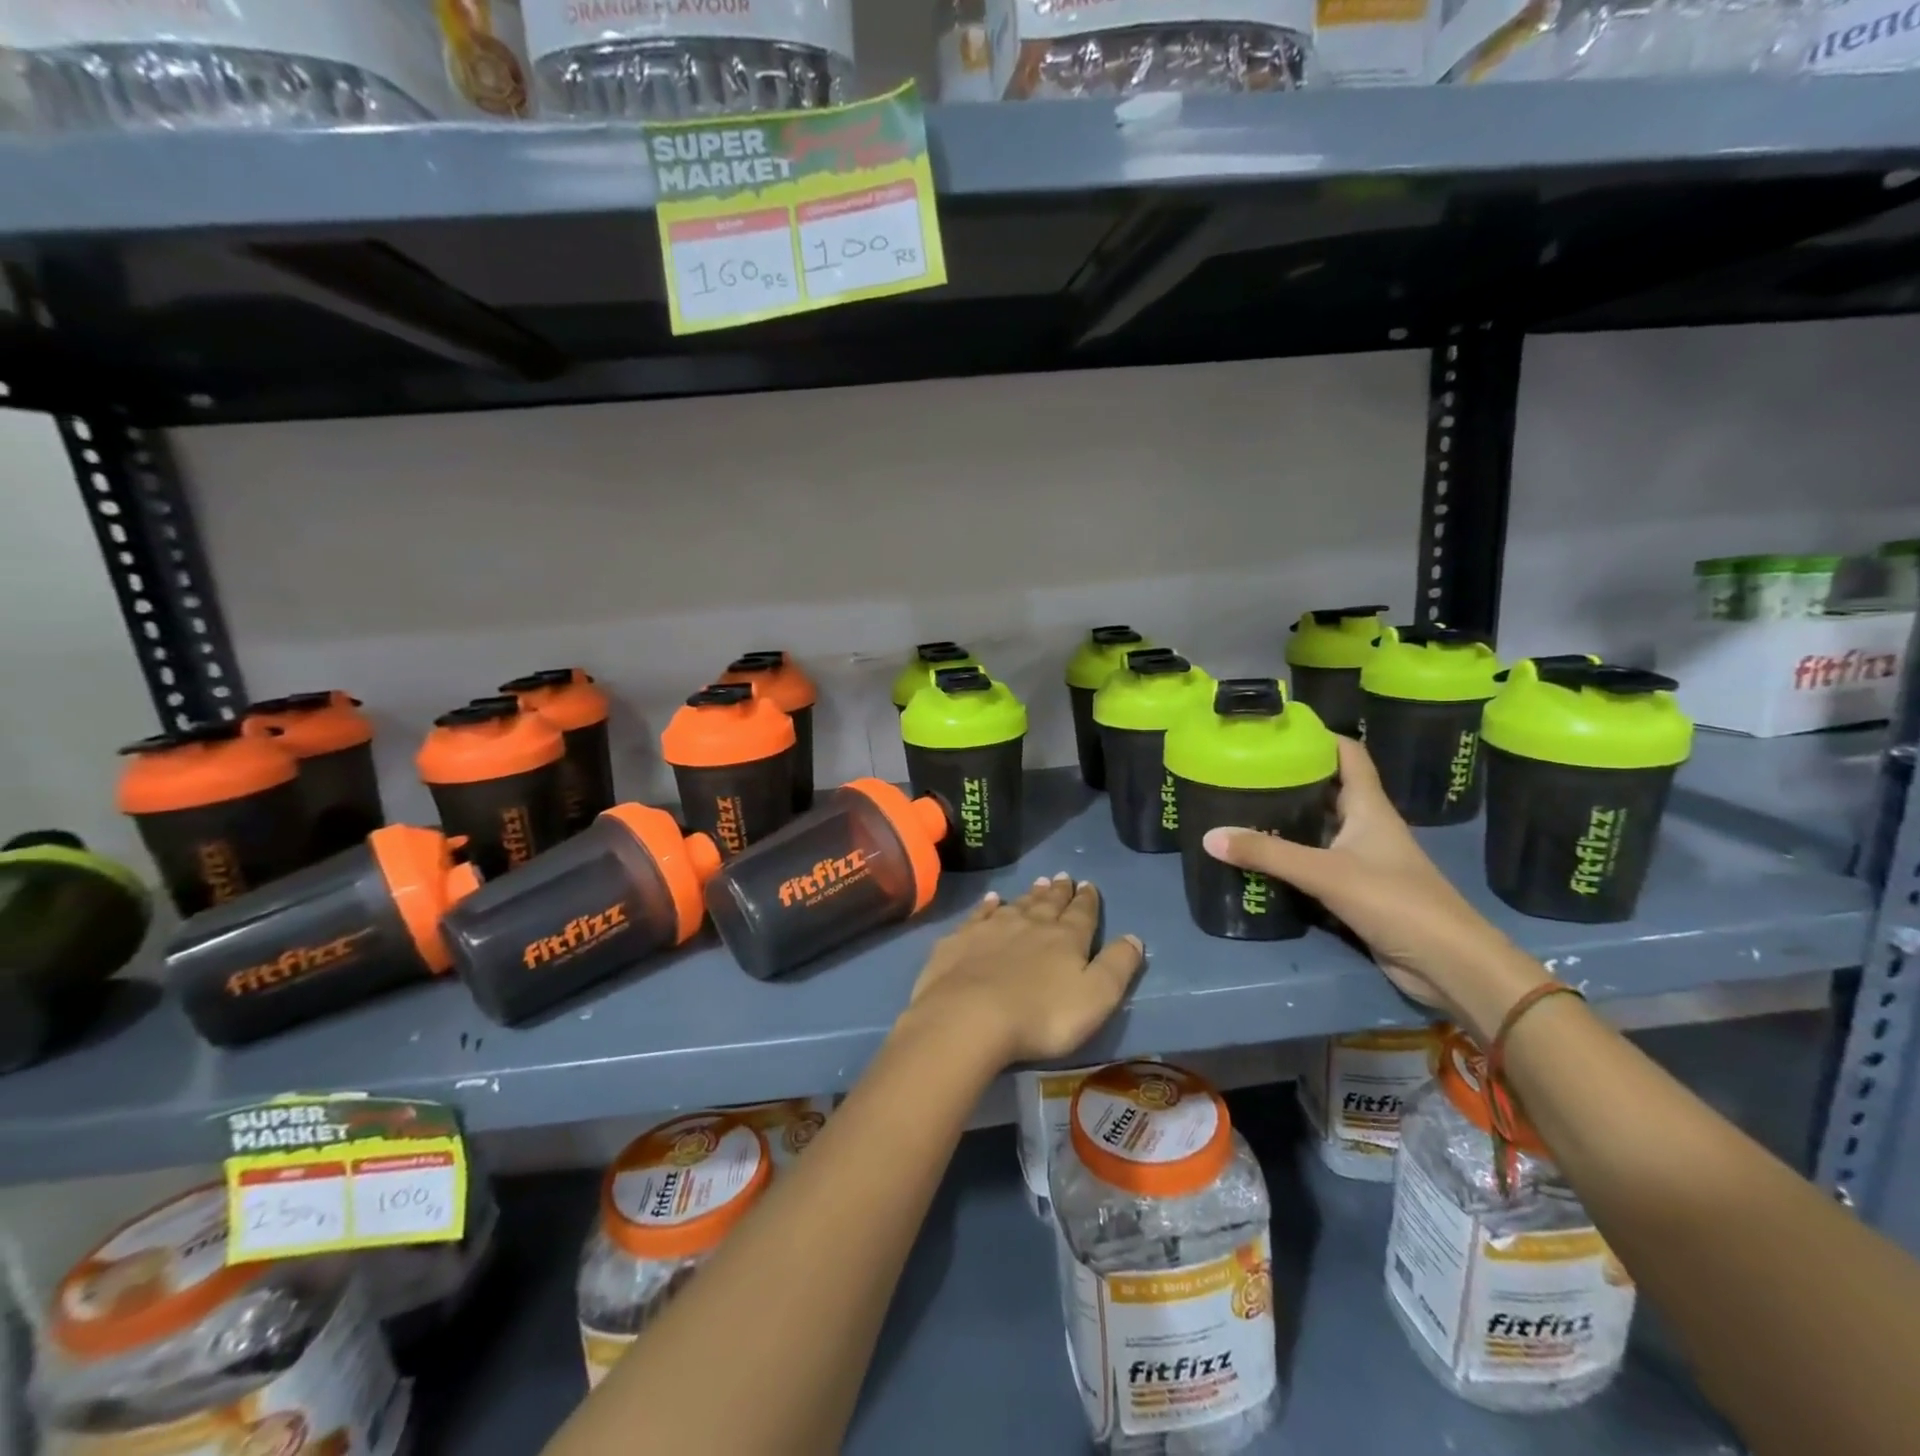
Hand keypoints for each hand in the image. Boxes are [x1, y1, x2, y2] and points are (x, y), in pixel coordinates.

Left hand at [903, 873, 1145, 1067]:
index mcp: (1066, 938)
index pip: (1082, 914)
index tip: (1088, 885)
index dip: (1087, 900)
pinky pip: (980, 914)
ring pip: (1017, 905)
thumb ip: (1117, 966)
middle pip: (1049, 903)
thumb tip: (1134, 937)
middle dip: (1059, 891)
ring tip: (1038, 883)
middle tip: (1063, 876)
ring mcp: (993, 928)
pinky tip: (992, 899)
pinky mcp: (962, 939)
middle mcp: (1031, 924)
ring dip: (1030, 894)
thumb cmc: (1041, 1015)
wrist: (970, 1016)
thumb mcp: (1096, 997)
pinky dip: (988, 905)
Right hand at [1202, 737, 1546, 1041]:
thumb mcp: (1325, 873)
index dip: (1319, 736)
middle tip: (1245, 770)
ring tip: (1242, 807)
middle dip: (1292, 777)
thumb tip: (1209, 836)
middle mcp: (1367, 827)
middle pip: (1328, 790)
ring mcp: (1363, 860)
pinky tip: (1261, 858)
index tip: (1278, 730)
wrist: (1448, 964)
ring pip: (1320, 828)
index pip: (1348, 754)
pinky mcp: (1356, 891)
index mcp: (1369, 808)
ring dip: (1289, 819)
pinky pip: (1317, 864)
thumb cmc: (1395, 902)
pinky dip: (1291, 857)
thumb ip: (1267, 854)